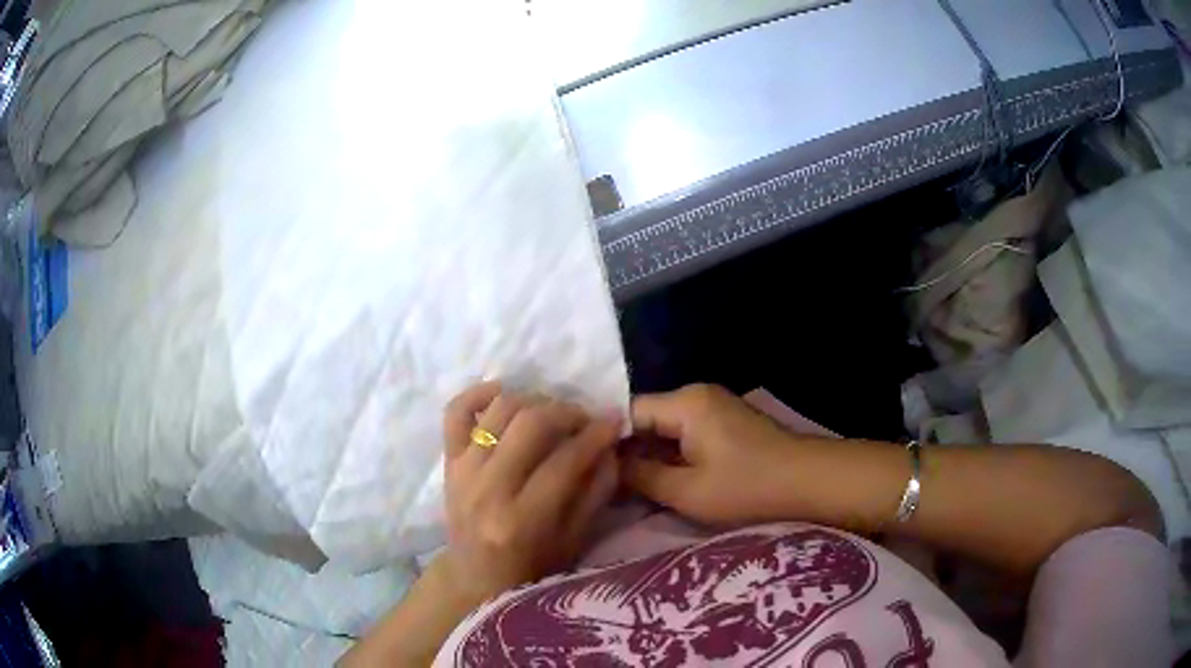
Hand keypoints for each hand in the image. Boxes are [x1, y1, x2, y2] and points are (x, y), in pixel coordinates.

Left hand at [440, 382, 620, 603]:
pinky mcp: (448, 461)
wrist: (474, 578)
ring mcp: (462, 471)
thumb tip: (609, 445)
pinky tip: (503, 392)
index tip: (615, 421)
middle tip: (585, 418)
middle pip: (531, 424)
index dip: (596, 435)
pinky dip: (478, 393)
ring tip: (552, 412)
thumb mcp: (574, 541)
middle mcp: (487, 489)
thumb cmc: (531, 569)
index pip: (565, 461)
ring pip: (499, 410)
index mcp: (522, 520)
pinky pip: (455, 411)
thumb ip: (595, 492)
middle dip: (567, 412)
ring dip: (533, 401)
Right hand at [624, 384, 811, 525]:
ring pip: (667, 428)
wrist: (808, 482)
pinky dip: (673, 455)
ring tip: (630, 487)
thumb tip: (609, 466)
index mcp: (685, 402)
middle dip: (629, 451)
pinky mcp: (727, 423)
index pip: (628, 412)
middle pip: (647, 419)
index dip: (608, 441)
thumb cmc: (746, 487)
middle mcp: (697, 395)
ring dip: (651, 456)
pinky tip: (663, 479)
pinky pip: (687, 434)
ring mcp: (715, 407)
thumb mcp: (686, 491)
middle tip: (608, 484)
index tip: (591, 469)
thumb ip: (641, 476)